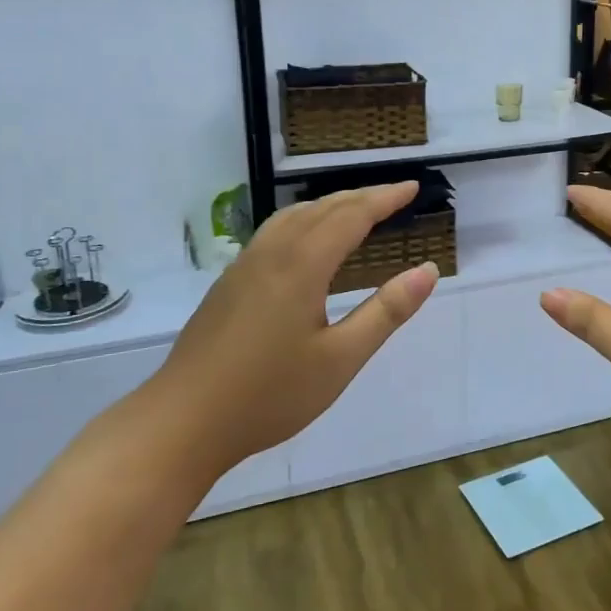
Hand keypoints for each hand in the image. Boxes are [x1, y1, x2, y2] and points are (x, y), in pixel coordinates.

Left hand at [146, 181, 438, 477]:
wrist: (183, 422)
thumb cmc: (270, 394)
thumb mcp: (341, 359)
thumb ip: (386, 311)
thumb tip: (427, 271)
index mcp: (302, 265)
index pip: (351, 216)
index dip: (384, 199)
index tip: (412, 187)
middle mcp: (272, 253)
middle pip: (322, 209)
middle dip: (361, 197)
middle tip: (393, 195)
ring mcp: (244, 266)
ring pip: (293, 216)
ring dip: (329, 205)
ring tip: (354, 209)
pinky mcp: (229, 283)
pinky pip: (274, 232)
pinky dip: (304, 220)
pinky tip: (305, 242)